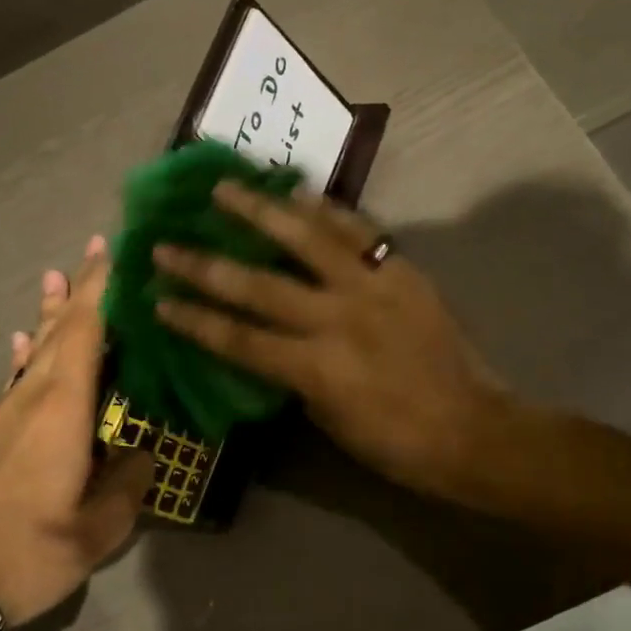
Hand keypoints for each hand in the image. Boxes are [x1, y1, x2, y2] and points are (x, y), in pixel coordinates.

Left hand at [0, 236, 152, 625]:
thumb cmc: (27, 550)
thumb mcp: (95, 530)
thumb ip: (128, 486)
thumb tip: (144, 453)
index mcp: (63, 408)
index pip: (85, 331)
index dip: (100, 289)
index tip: (114, 252)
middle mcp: (35, 396)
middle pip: (61, 329)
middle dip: (80, 287)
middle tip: (96, 248)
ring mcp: (10, 410)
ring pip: (38, 346)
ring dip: (52, 310)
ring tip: (56, 276)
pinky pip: (18, 373)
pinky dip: (27, 349)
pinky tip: (24, 338)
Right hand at [151, 184, 507, 499]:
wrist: (473, 429)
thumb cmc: (395, 442)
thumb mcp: (328, 419)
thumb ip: (292, 375)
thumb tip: (267, 341)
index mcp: (314, 368)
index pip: (237, 338)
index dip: (193, 319)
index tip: (157, 298)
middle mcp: (336, 319)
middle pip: (257, 285)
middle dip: (204, 265)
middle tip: (166, 243)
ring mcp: (371, 287)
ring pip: (305, 238)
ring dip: (259, 211)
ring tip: (224, 187)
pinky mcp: (401, 270)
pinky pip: (358, 230)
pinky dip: (326, 209)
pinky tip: (298, 191)